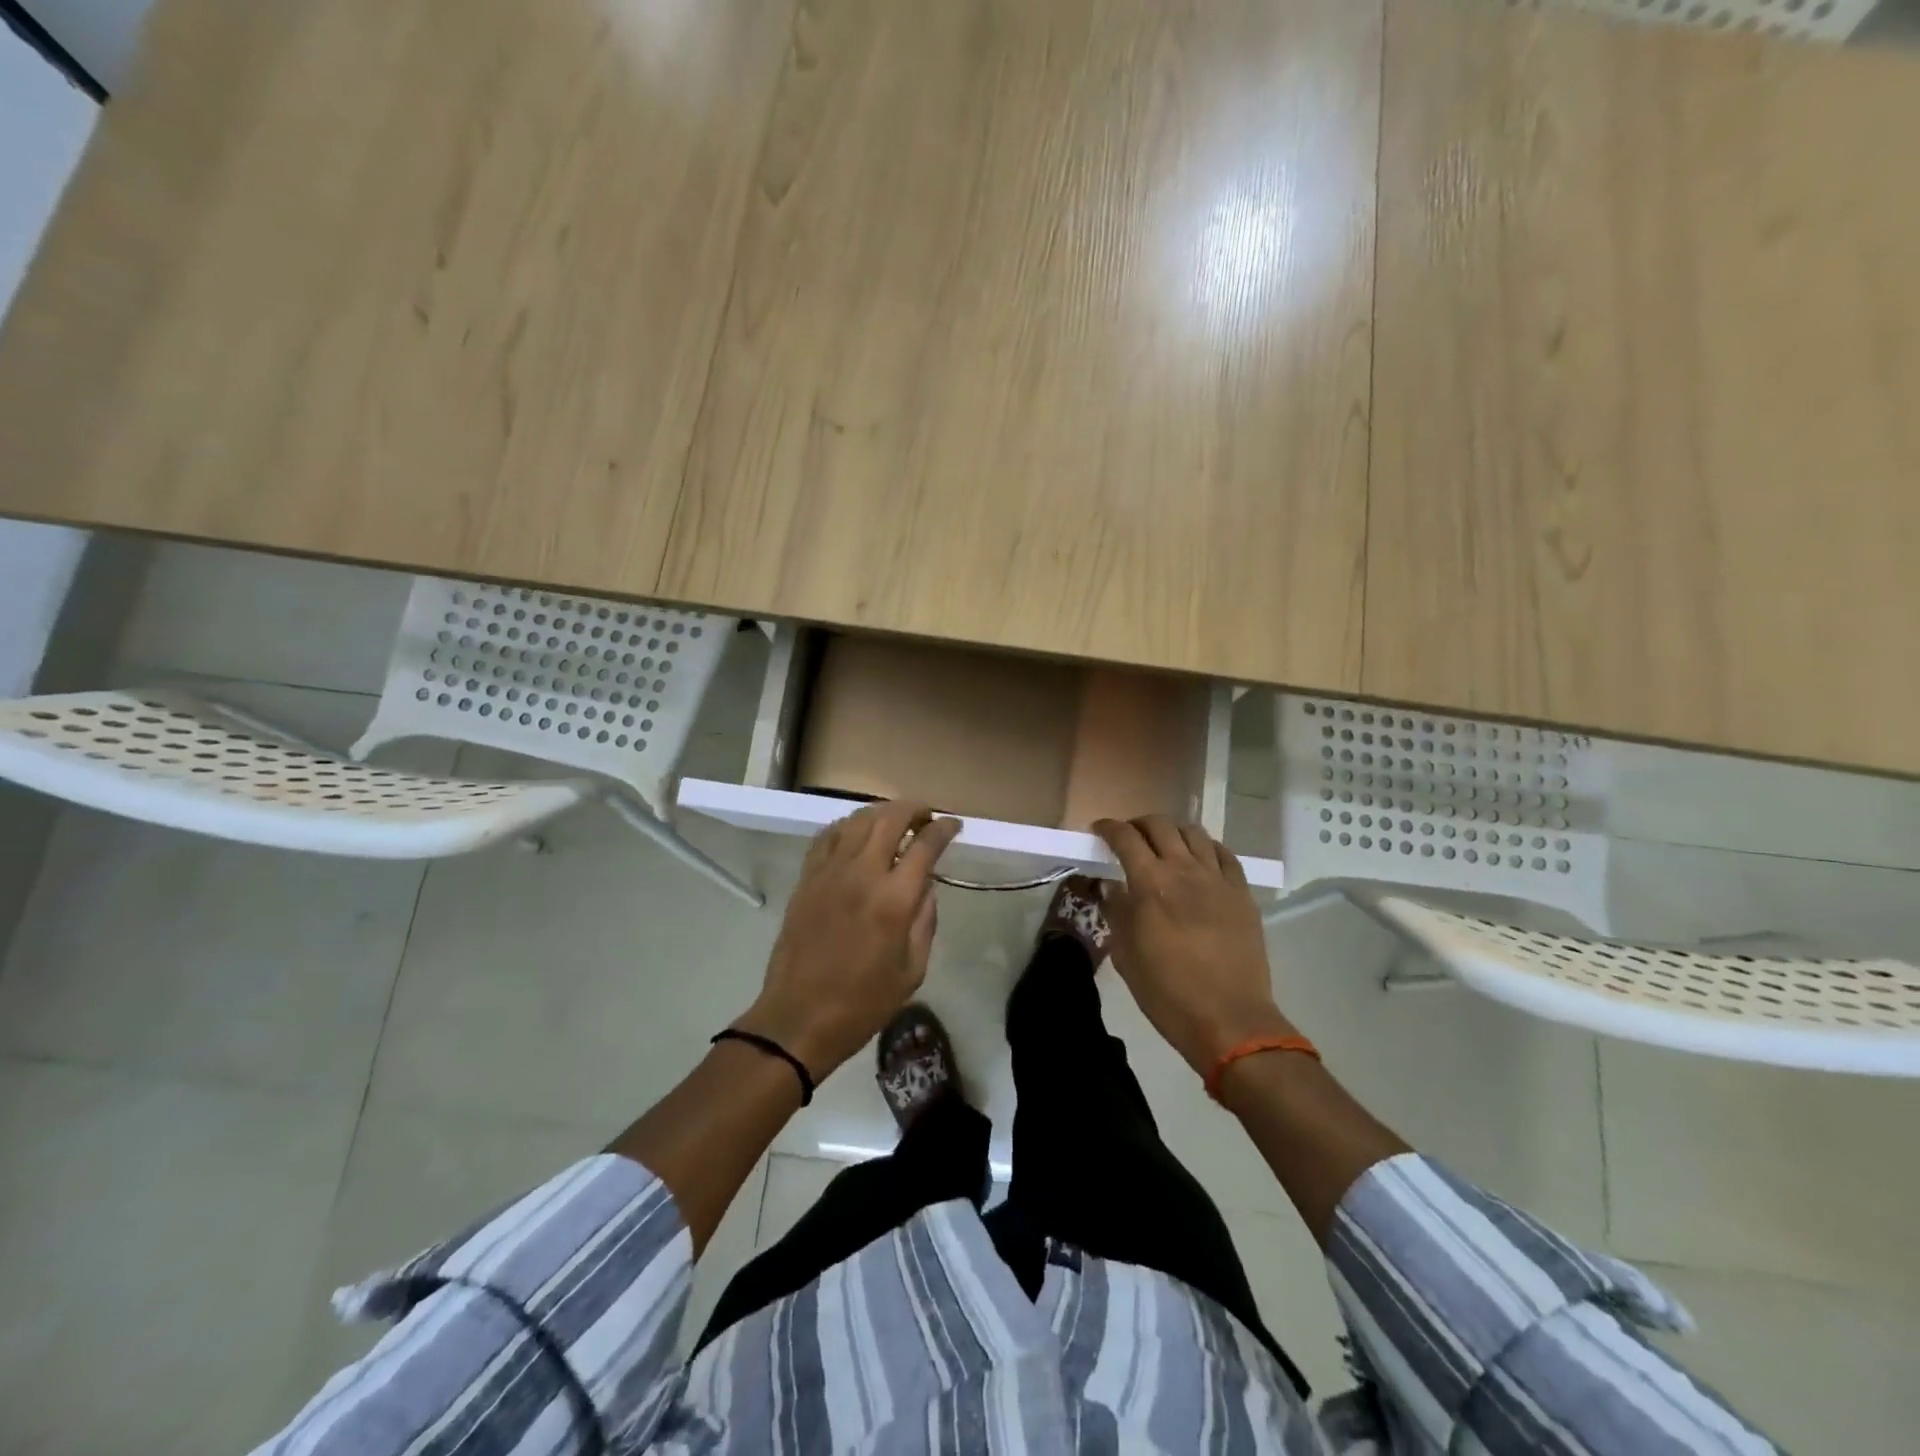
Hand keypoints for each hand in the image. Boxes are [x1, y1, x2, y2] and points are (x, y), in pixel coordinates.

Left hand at [736, 801, 960, 1079]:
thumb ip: (925, 921)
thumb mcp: (913, 970)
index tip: (953, 824)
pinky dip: (847, 826)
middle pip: (890, 819)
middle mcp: (862, 874)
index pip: (925, 845)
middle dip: (914, 809)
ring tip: (895, 820)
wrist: (799, 1018)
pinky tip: (856, 833)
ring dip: (882, 812)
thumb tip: (925, 886)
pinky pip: (827, 836)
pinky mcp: (806, 878)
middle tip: (926, 815)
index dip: (943, 828)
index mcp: (894, 900)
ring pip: (858, 820)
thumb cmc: (863, 1003)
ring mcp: (829, 872)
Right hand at [1093, 816, 1294, 1076]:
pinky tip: (1200, 859)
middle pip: (1160, 825)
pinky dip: (1207, 848)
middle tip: (1129, 837)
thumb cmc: (1167, 993)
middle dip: (1139, 824)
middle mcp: (1184, 870)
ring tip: (1165, 846)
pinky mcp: (1242, 894)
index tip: (1099, 830)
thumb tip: (1110, 886)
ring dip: (1173, 832)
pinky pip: (1224, 855)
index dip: (1108, 828)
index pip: (1125, 838)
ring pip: (1194, 833)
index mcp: (1150, 884)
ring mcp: (1217, 880)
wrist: (1230, 1020)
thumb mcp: (1126, 955)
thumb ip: (1116, 912)